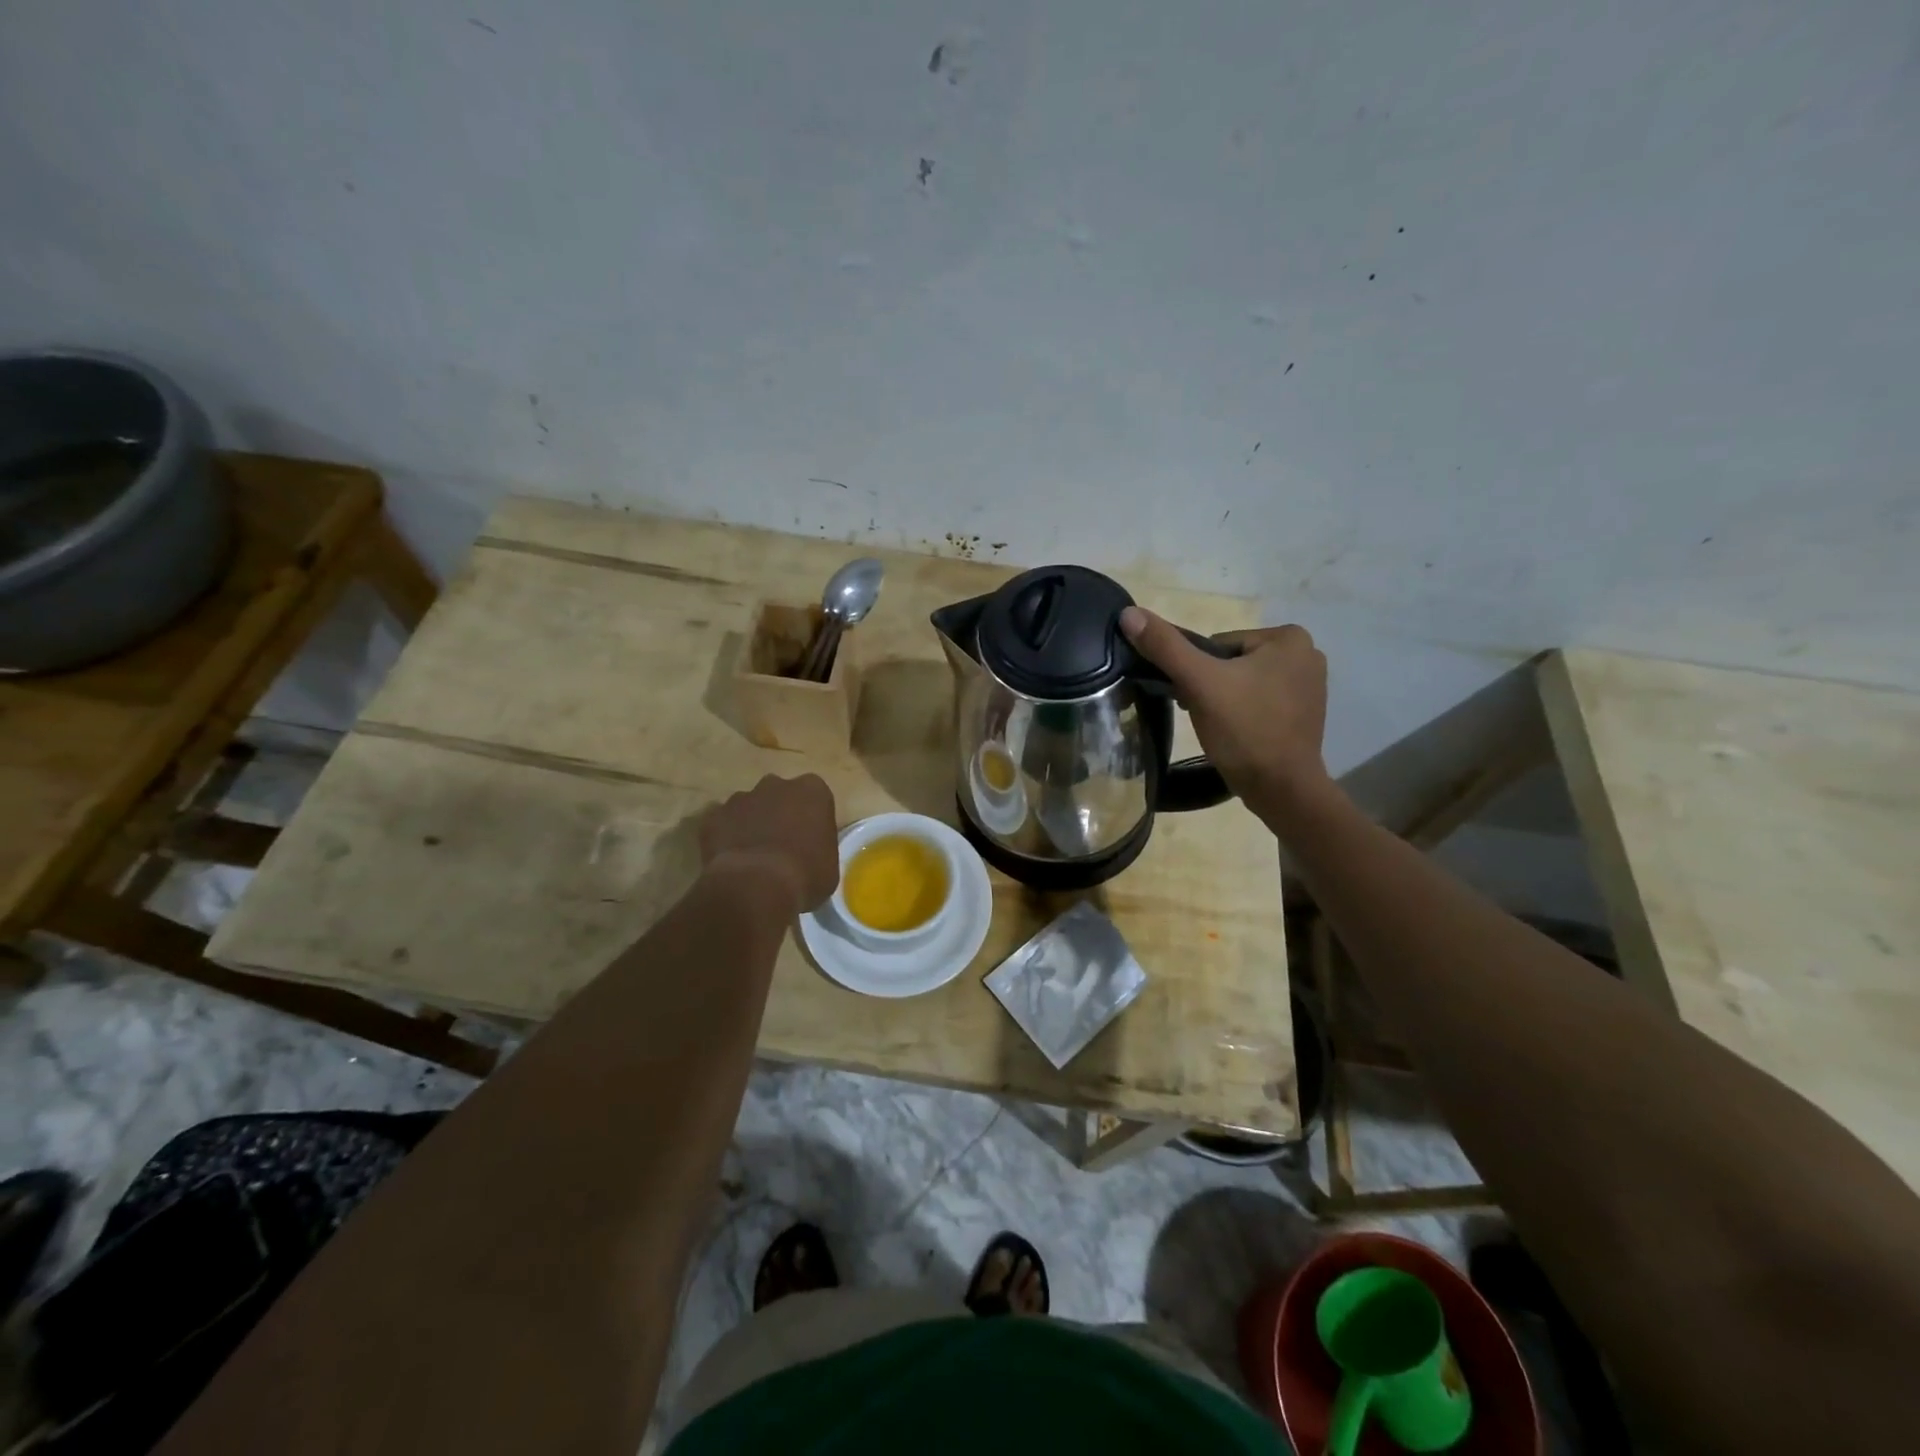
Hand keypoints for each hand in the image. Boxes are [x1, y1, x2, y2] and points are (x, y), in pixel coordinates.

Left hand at [699, 773, 839, 916]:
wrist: (756, 887)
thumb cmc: (804, 875)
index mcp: (812, 791)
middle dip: (779, 814)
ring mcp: (741, 798)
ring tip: (752, 857)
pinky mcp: (712, 816)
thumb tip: (809, 855)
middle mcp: (776, 785)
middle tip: (781, 845)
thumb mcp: (829, 866)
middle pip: (779, 795)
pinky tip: (730, 860)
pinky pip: (720, 824)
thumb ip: (819, 849)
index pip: (815, 797)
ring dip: (750, 824)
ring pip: (748, 807)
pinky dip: (724, 837)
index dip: (811, 819)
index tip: (809, 841)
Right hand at [1119, 606, 1329, 816]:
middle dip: (1211, 686)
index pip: (1218, 644)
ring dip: (1224, 700)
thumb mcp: (1199, 683)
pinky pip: (1259, 701)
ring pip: (1243, 682)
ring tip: (1219, 727)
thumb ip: (1165, 646)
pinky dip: (1243, 714)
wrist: (1281, 790)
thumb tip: (1129, 614)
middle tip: (1206, 715)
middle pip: (1231, 662)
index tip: (1197, 698)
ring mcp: (1309, 686)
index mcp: (1289, 637)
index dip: (1199, 671)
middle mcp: (1307, 654)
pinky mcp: (1304, 713)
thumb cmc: (1244, 730)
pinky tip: (1236, 734)